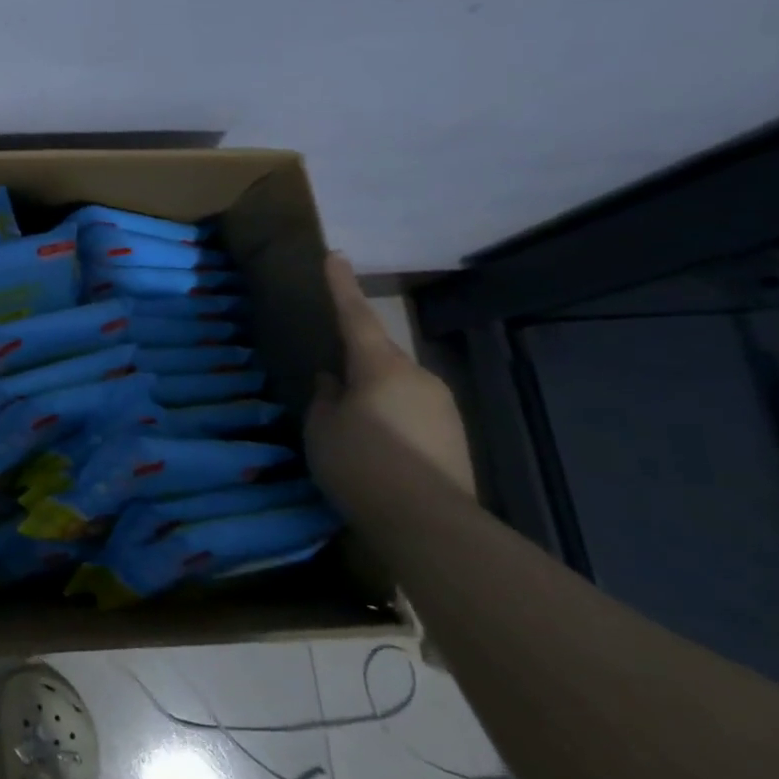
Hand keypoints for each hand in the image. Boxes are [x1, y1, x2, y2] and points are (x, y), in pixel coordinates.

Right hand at [304, 253, 474, 500]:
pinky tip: (379, 447)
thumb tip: (333, 381)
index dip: (341, 285)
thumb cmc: (362, 463)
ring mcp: (442, 407)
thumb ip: (325, 398)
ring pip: (397, 386)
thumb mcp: (323, 428)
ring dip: (375, 395)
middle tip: (331, 380)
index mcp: (380, 366)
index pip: (355, 315)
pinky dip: (392, 419)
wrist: (430, 523)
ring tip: (352, 424)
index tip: (335, 254)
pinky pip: (413, 413)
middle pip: (379, 356)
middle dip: (356, 362)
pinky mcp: (455, 437)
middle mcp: (417, 376)